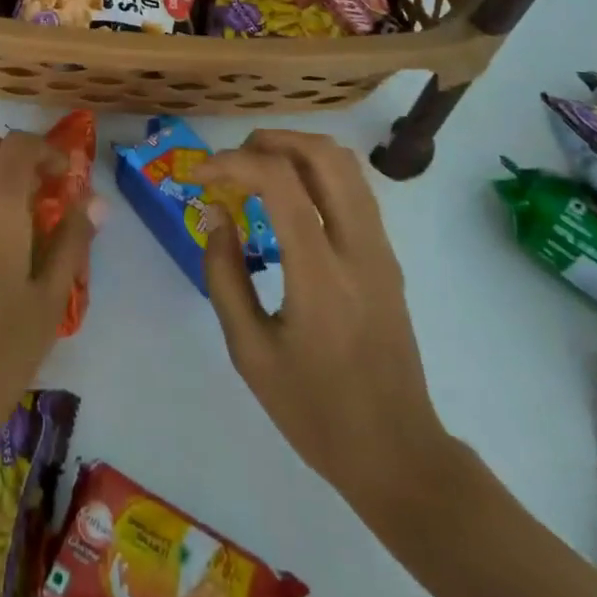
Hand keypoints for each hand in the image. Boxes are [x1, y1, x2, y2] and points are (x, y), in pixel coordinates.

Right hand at [196, 130, 459, 525]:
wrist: (397, 454)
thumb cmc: (315, 411)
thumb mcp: (250, 353)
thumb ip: (225, 275)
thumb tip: (215, 215)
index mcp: (321, 275)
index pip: (280, 182)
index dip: (232, 163)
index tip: (198, 177)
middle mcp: (358, 248)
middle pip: (323, 155)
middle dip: (269, 142)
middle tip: (230, 164)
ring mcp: (380, 250)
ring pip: (346, 165)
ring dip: (295, 151)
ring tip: (254, 171)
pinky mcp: (387, 258)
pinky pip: (354, 190)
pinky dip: (315, 173)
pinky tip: (286, 200)